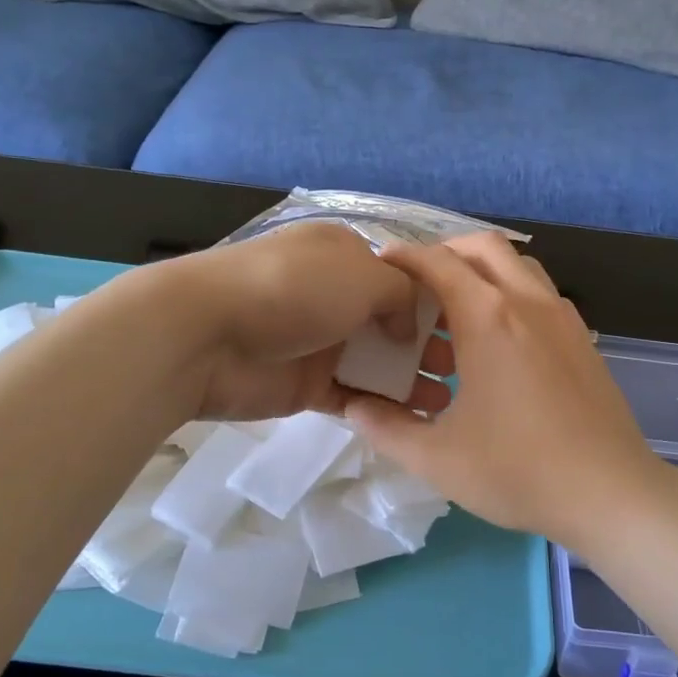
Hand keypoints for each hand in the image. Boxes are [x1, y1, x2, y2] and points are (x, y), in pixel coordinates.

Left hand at [147, 222, 451, 421]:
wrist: (207, 335)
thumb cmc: (294, 290)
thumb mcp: (363, 275)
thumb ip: (401, 295)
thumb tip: (407, 324)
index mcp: (345, 256)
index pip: (401, 276)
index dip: (436, 300)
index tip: (470, 326)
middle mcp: (335, 295)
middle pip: (392, 321)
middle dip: (428, 344)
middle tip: (463, 370)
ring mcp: (319, 341)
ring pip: (376, 361)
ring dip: (410, 380)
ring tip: (447, 402)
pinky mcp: (306, 384)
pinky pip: (352, 394)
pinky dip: (380, 405)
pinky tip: (414, 420)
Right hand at [343, 232, 669, 546]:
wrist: (611, 492)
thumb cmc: (518, 471)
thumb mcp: (436, 457)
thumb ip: (386, 427)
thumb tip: (351, 406)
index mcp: (488, 317)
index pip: (438, 262)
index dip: (404, 256)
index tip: (380, 266)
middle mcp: (527, 301)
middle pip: (483, 247)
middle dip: (445, 252)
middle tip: (419, 285)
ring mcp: (562, 317)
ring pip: (518, 267)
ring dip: (483, 272)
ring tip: (456, 313)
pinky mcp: (582, 338)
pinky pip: (540, 294)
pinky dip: (512, 295)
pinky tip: (498, 343)